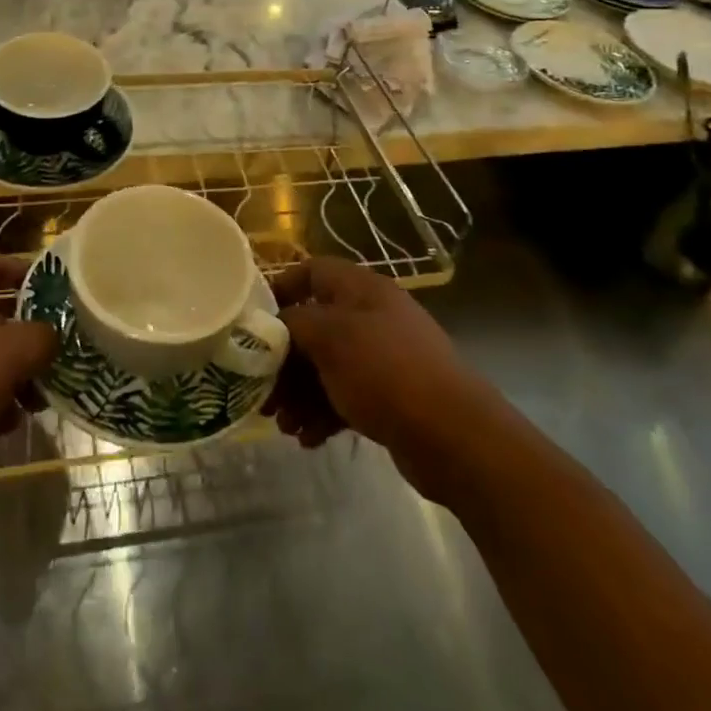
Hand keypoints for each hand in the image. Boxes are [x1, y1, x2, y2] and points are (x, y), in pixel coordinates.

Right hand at [265, 258, 492, 499]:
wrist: (456, 436)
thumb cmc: (385, 371)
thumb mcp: (329, 337)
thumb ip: (293, 323)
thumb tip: (274, 326)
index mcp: (360, 289)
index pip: (312, 271)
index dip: (281, 289)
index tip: (254, 320)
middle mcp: (371, 317)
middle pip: (314, 326)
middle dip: (284, 359)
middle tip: (261, 390)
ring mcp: (383, 358)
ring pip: (326, 366)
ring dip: (299, 393)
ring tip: (282, 425)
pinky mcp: (390, 398)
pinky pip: (344, 396)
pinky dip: (322, 414)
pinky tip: (307, 439)